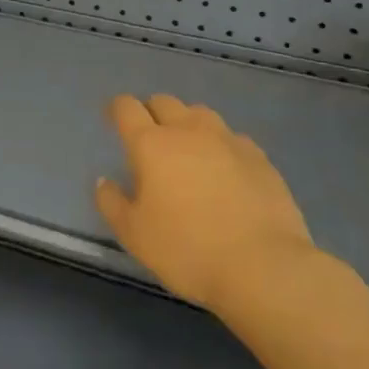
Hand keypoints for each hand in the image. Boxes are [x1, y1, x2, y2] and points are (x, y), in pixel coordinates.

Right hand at [95, 94, 318, 309]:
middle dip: (151, 112)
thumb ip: (111, 203)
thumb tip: (104, 181)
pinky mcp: (260, 157)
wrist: (264, 267)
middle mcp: (188, 131)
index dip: (116, 109)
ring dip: (187, 123)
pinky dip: (220, 145)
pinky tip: (224, 168)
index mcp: (151, 144)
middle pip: (164, 102)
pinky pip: (232, 137)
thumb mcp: (134, 234)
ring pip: (200, 113)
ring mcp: (228, 140)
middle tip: (148, 137)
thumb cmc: (187, 250)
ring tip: (186, 148)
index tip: (112, 119)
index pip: (126, 108)